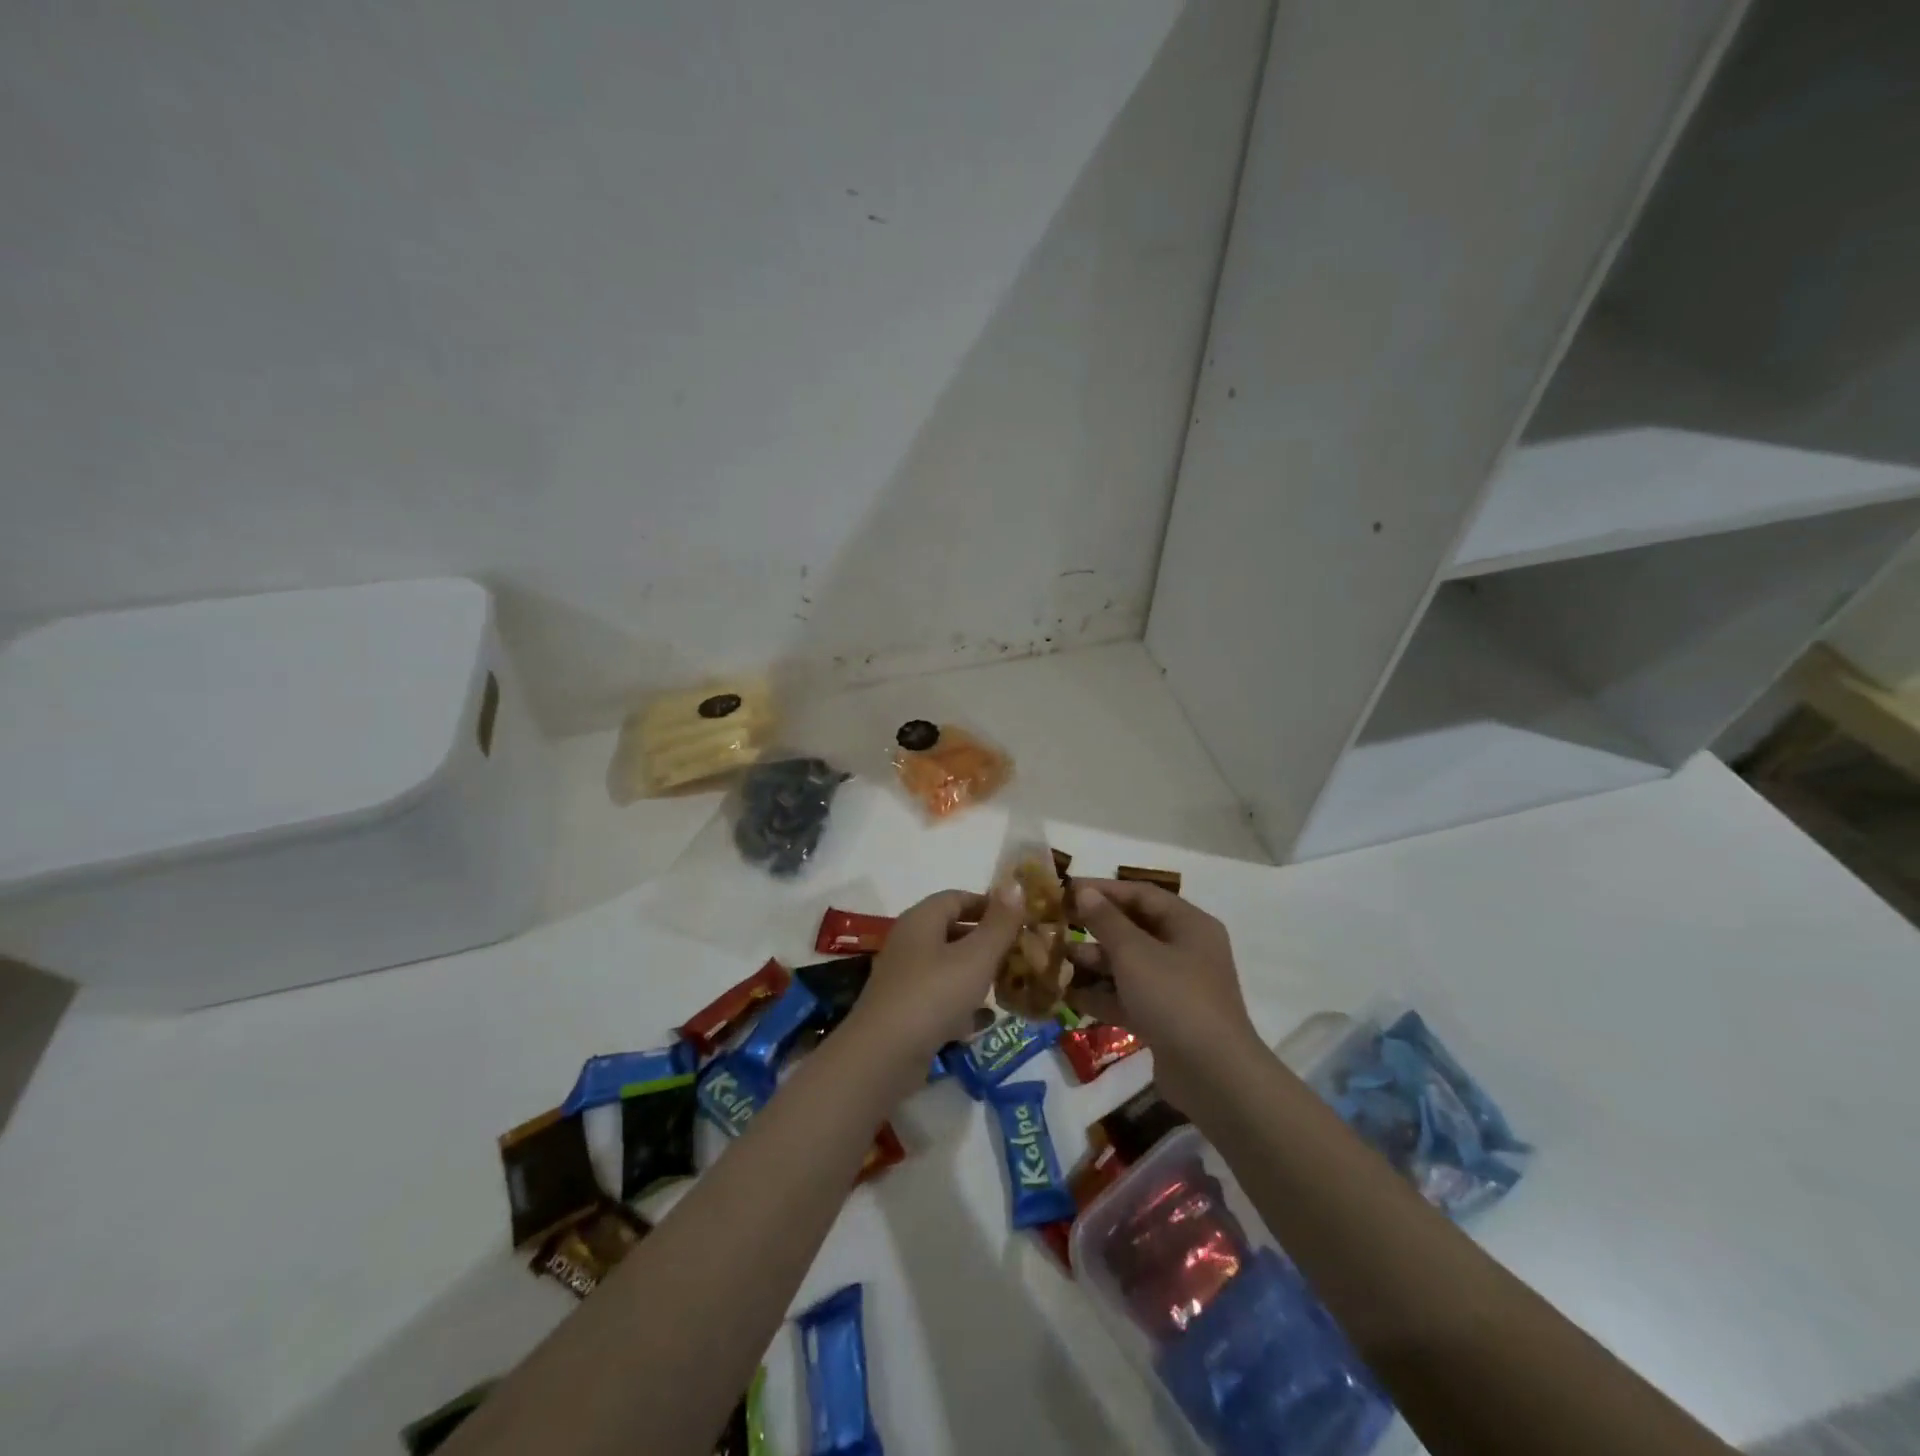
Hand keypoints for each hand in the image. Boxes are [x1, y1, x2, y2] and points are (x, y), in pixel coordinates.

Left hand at [843, 885, 1024, 1074]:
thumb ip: (999, 923)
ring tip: (1008, 984)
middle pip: (952, 931)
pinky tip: (984, 1020)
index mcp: (922, 920)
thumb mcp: (976, 956)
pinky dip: (961, 1005)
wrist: (883, 1056)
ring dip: (976, 974)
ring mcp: (904, 978)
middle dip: (987, 940)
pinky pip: (939, 998)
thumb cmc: (934, 995)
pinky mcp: (904, 1011)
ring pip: (947, 966)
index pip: (957, 898)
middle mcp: (909, 943)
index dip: (988, 904)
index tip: (1019, 919)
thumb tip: (1015, 883)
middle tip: (1020, 953)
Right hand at [1064, 879, 1258, 1109]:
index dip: (1104, 890)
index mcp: (1189, 925)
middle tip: (1057, 925)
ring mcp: (1176, 987)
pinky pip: (1129, 997)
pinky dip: (1103, 995)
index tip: (1067, 890)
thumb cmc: (1174, 998)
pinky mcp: (1166, 1019)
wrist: (1213, 1076)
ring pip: (1129, 965)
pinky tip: (1069, 996)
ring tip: (1057, 961)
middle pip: (1135, 929)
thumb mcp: (1134, 953)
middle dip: (1095, 928)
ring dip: (1095, 962)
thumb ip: (1106, 920)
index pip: (1142, 894)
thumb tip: (1084, 891)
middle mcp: (1186, 950)